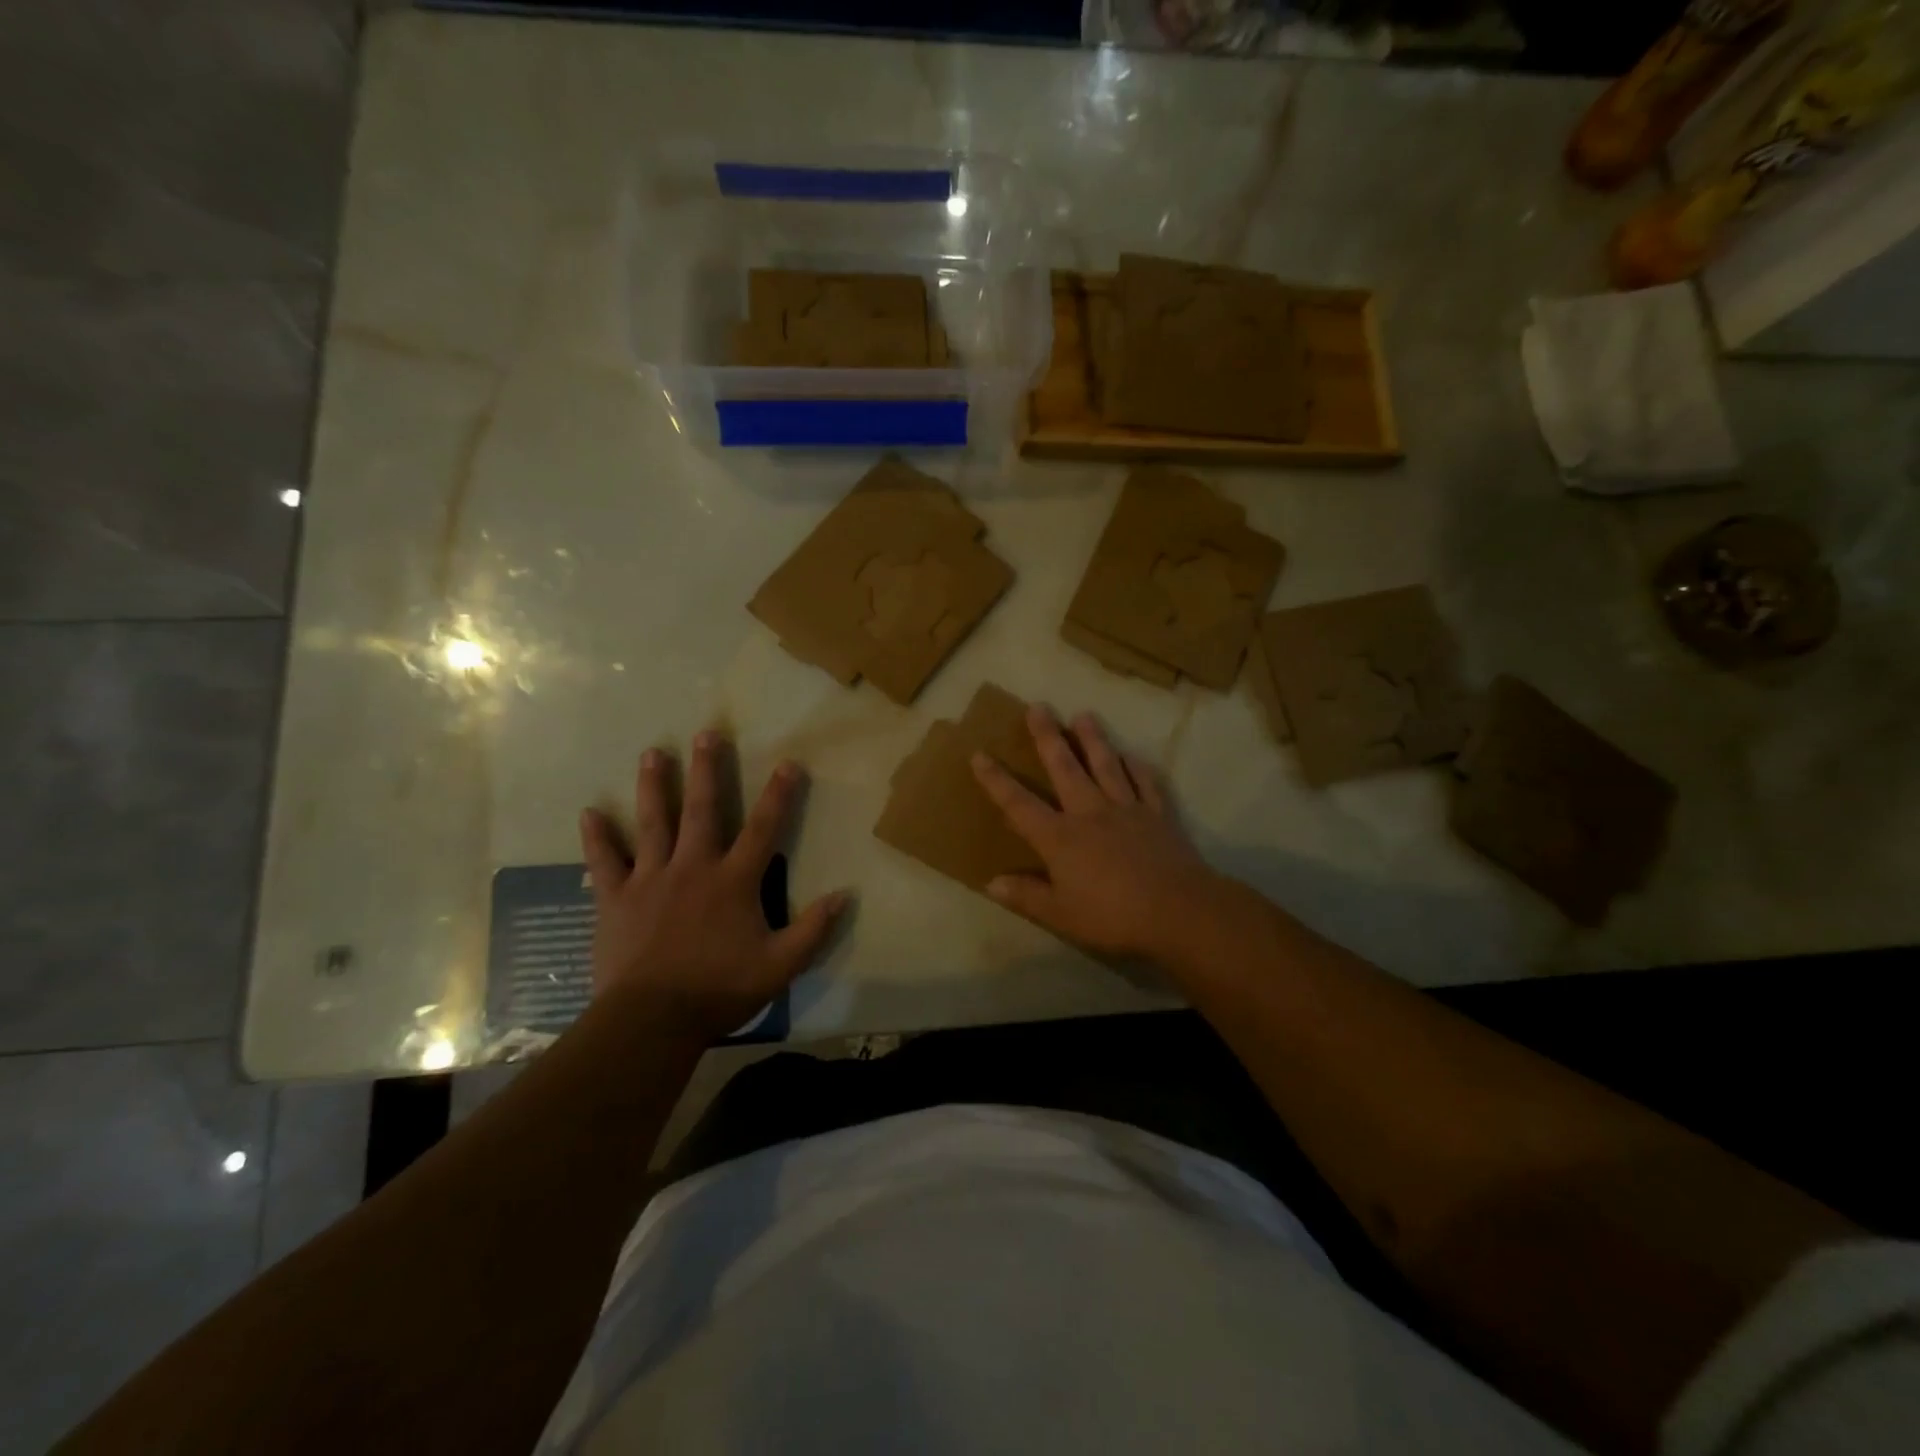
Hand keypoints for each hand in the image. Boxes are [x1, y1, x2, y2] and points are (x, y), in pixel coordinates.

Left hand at [578, 732, 848, 1041]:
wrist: (652, 1020)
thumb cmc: (719, 990)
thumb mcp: (780, 966)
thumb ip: (812, 929)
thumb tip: (843, 896)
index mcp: (733, 881)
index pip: (763, 828)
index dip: (778, 795)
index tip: (788, 763)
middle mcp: (693, 868)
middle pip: (702, 810)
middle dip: (707, 770)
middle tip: (706, 734)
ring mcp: (650, 879)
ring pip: (653, 823)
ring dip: (654, 787)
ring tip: (653, 753)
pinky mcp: (616, 899)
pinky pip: (605, 861)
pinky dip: (597, 837)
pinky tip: (588, 813)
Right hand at [970, 707, 1224, 960]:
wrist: (1176, 910)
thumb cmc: (1112, 916)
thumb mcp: (1060, 914)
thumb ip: (1026, 896)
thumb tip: (990, 883)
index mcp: (1059, 837)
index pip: (1019, 804)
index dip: (996, 781)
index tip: (980, 754)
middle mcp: (1089, 812)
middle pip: (1064, 767)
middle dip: (1048, 737)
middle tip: (1038, 707)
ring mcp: (1126, 809)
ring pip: (1106, 765)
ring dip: (1093, 739)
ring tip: (1083, 715)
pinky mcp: (1157, 815)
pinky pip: (1145, 784)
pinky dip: (1137, 768)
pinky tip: (1132, 756)